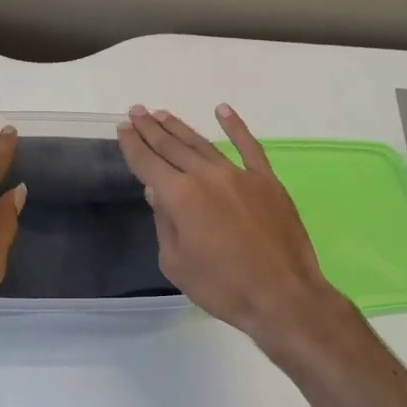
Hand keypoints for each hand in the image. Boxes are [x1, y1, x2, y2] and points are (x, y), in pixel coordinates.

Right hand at [117, 104, 343, 357]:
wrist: (282, 296)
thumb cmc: (223, 287)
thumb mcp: (176, 264)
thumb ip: (164, 223)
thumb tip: (157, 191)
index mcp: (180, 197)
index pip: (148, 163)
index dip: (133, 144)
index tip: (123, 127)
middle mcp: (207, 176)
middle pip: (172, 147)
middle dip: (151, 129)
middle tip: (137, 111)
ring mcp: (239, 175)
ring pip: (203, 144)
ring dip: (180, 128)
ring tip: (163, 114)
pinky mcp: (267, 181)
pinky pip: (249, 146)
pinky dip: (235, 126)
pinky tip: (222, 110)